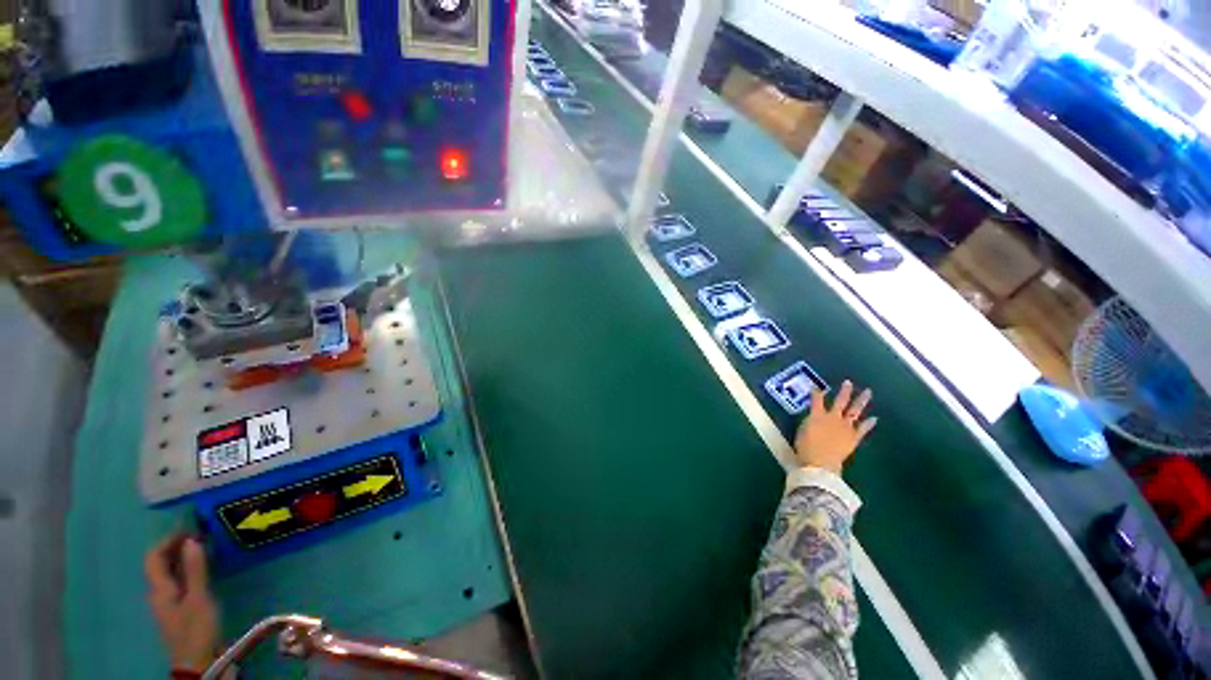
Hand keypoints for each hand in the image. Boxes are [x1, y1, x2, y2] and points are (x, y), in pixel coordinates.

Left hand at [145, 535, 219, 672]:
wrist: (198, 662)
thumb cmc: (196, 629)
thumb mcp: (199, 599)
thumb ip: (195, 570)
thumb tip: (191, 540)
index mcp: (159, 589)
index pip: (154, 557)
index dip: (168, 540)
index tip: (189, 528)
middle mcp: (159, 592)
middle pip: (160, 564)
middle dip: (177, 546)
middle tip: (201, 534)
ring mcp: (169, 602)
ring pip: (171, 572)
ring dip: (184, 557)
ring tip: (205, 548)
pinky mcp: (180, 608)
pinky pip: (179, 581)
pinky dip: (189, 569)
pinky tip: (204, 569)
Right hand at [794, 380, 876, 473]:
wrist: (820, 463)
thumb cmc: (805, 447)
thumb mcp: (802, 430)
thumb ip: (809, 421)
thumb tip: (814, 417)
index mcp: (817, 415)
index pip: (816, 399)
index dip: (816, 392)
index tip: (817, 387)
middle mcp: (833, 417)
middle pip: (840, 401)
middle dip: (844, 391)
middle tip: (849, 382)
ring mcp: (845, 427)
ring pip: (854, 411)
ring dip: (861, 401)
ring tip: (868, 392)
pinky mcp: (853, 437)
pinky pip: (862, 429)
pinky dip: (868, 424)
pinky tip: (875, 418)